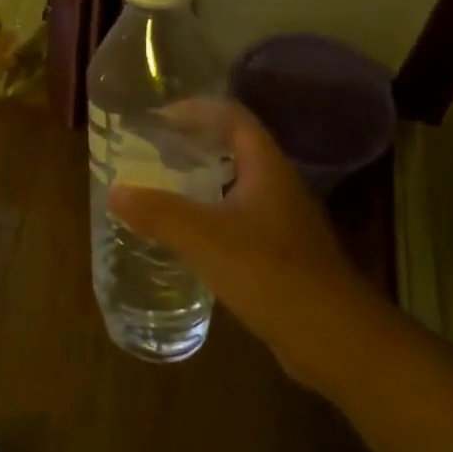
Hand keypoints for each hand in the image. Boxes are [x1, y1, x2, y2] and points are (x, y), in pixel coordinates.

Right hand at [107, 99, 388, 393]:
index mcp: (266, 167)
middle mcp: (279, 185)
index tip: (159, 118)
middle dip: (195, 143)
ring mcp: (285, 221)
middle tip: (154, 149)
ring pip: (239, 184)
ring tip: (164, 185)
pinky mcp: (284, 254)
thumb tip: (115, 191)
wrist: (337, 341)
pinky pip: (242, 218)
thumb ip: (158, 212)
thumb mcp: (204, 238)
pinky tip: (190, 235)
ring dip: (203, 179)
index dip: (195, 110)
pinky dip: (212, 214)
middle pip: (236, 147)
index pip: (232, 117)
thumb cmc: (270, 273)